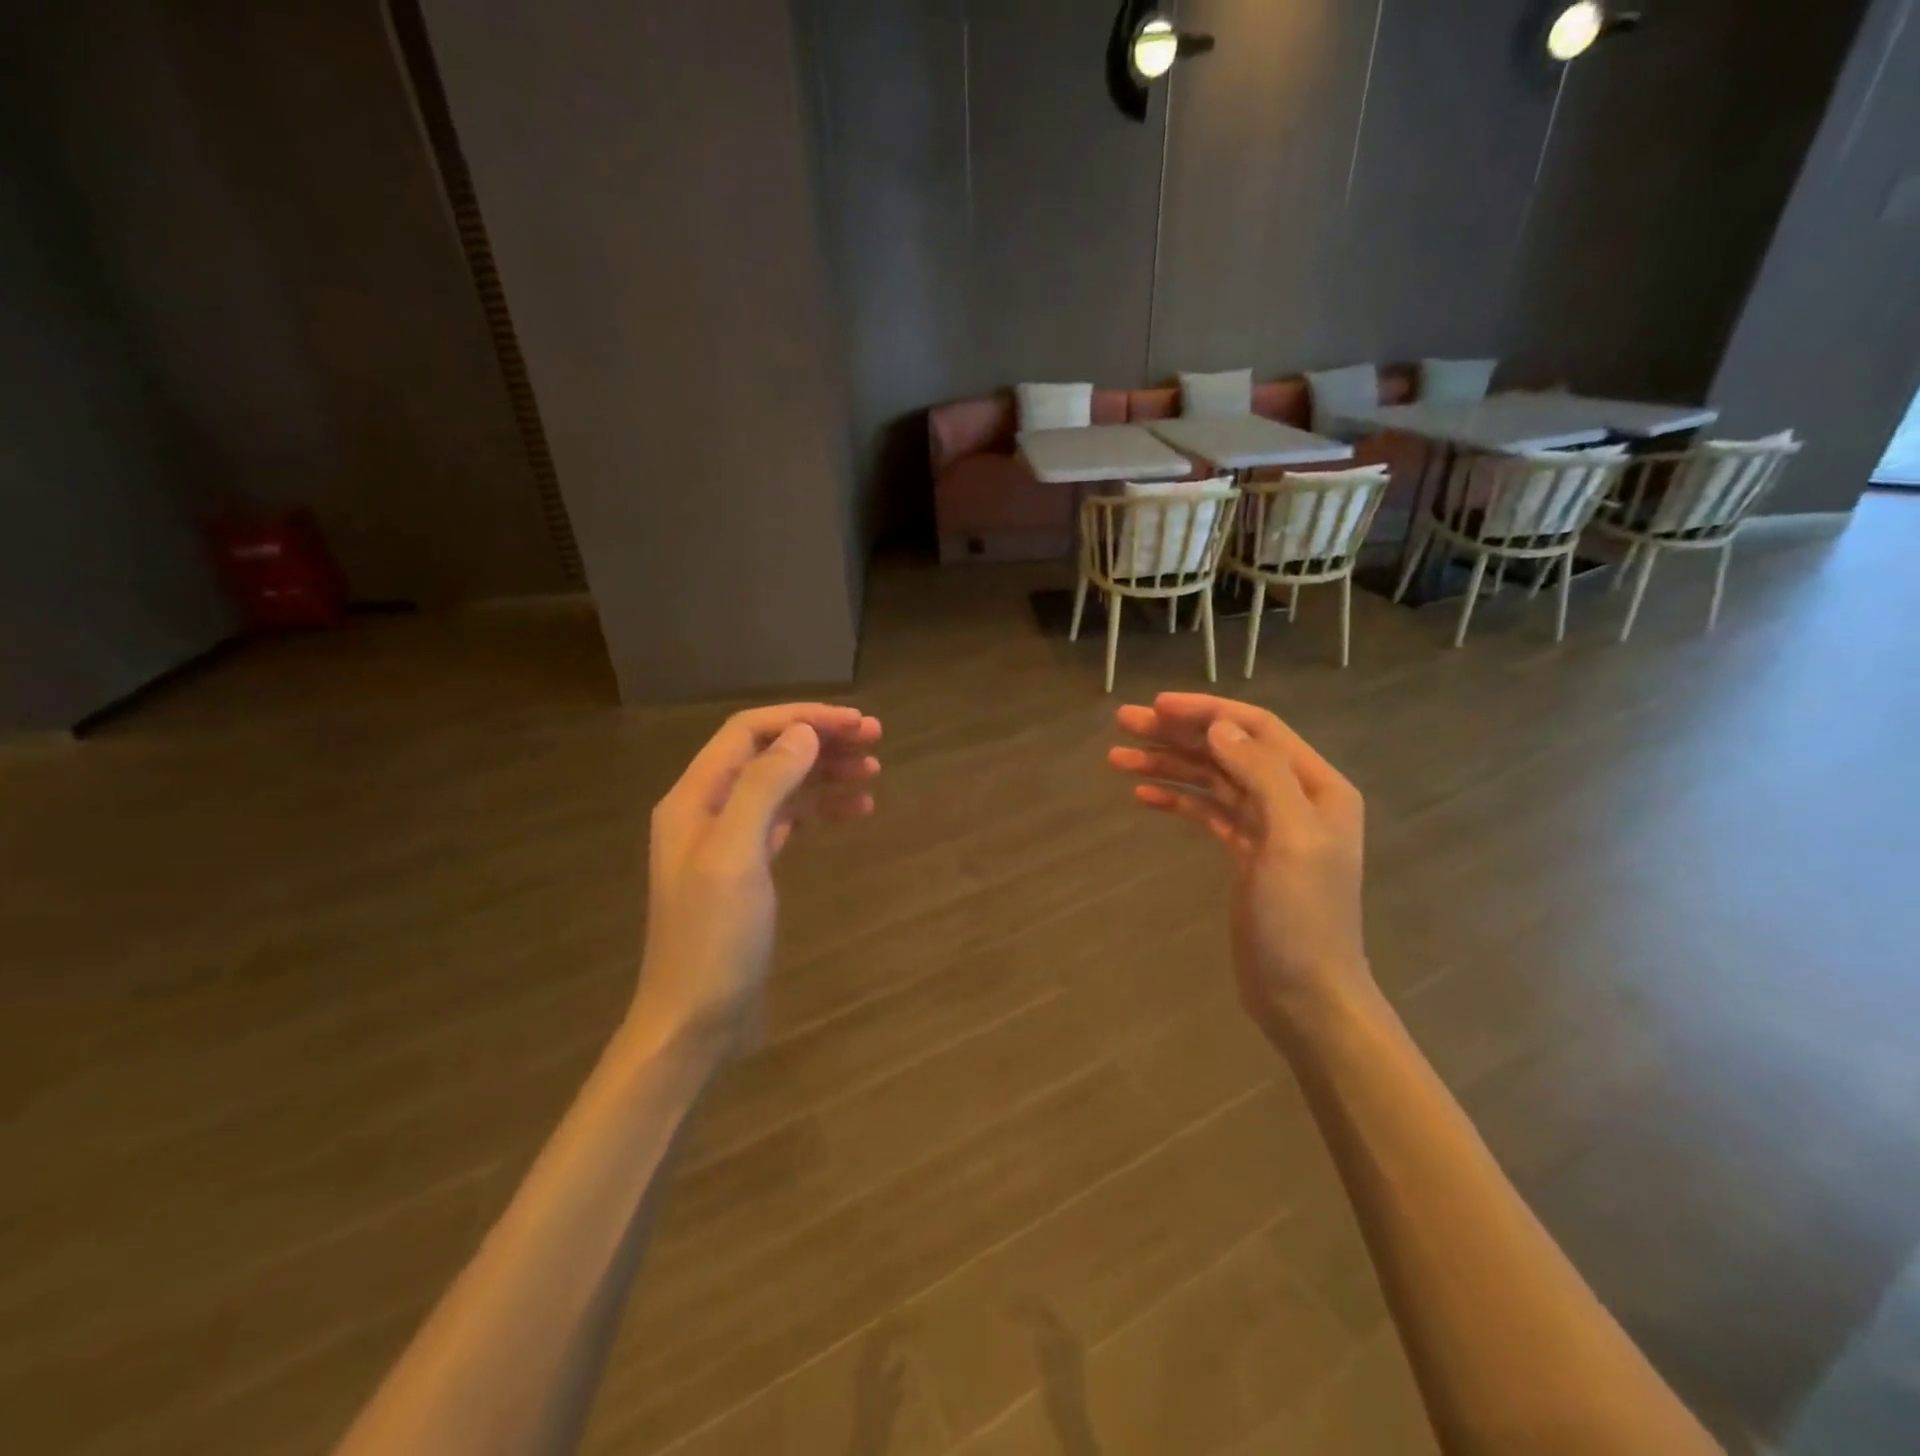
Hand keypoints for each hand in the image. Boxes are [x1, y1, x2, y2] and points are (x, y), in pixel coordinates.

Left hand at [633, 703, 881, 1054]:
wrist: (695, 1022)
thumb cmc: (713, 940)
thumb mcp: (736, 856)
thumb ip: (765, 787)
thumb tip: (803, 734)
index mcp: (695, 798)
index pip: (749, 733)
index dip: (802, 719)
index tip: (855, 723)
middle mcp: (709, 810)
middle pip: (769, 755)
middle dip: (820, 741)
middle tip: (876, 739)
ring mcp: (729, 842)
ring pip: (783, 787)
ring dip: (826, 773)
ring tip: (874, 772)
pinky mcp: (749, 870)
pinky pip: (789, 822)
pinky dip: (821, 809)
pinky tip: (855, 811)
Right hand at [1108, 692, 1372, 1041]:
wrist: (1305, 994)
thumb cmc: (1301, 918)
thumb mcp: (1290, 839)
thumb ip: (1261, 774)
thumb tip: (1220, 725)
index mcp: (1316, 786)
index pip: (1256, 728)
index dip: (1206, 710)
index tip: (1156, 704)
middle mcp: (1293, 797)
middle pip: (1227, 749)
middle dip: (1176, 733)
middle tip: (1123, 722)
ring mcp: (1267, 826)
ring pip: (1210, 779)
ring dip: (1167, 765)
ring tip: (1116, 757)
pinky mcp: (1244, 853)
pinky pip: (1205, 811)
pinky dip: (1175, 799)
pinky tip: (1142, 795)